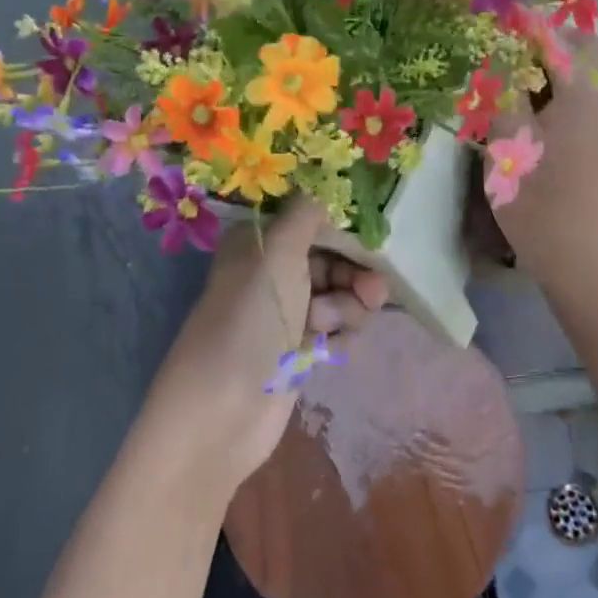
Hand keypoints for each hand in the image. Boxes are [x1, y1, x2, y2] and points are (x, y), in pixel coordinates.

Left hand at [146, 197, 386, 496]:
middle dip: (354, 273)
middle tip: (373, 291)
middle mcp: (272, 272)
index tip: (375, 235)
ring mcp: (286, 313)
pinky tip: (330, 349)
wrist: (222, 412)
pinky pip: (337, 329)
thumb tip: (324, 184)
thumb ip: (307, 213)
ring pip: (340, 294)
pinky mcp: (298, 350)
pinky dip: (341, 335)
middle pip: (332, 258)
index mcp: (259, 242)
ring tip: (329, 327)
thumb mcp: (278, 252)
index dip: (344, 226)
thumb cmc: (250, 319)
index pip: (311, 219)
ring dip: (347, 307)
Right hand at [490, 31, 597, 290]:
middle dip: (541, 44)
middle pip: (578, 51)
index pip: (557, 38)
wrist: (579, 259)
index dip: (525, 25)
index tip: (494, 20)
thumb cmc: (538, 199)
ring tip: (506, 83)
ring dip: (546, 70)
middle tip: (501, 55)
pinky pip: (579, 99)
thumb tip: (498, 55)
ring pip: (578, 76)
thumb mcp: (508, 139)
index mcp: (583, 92)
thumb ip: (504, 90)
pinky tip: (523, 113)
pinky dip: (554, 93)